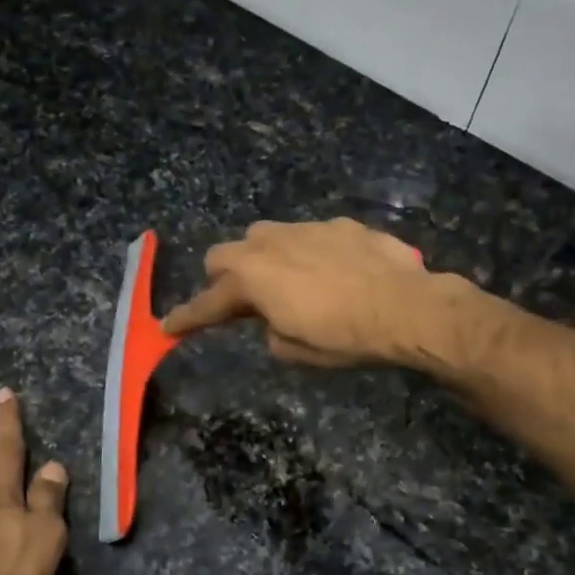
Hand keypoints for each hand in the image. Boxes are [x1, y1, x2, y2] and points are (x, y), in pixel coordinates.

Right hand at [160, 218, 433, 366]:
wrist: (406, 308)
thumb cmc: (344, 337)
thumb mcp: (296, 350)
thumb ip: (270, 330)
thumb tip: (274, 320)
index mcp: (252, 279)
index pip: (208, 303)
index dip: (187, 319)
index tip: (169, 327)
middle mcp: (270, 245)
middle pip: (224, 255)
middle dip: (224, 278)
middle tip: (242, 302)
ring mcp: (305, 229)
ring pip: (265, 236)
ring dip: (263, 259)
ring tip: (288, 282)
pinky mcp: (339, 224)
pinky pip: (308, 235)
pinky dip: (307, 253)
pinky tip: (332, 272)